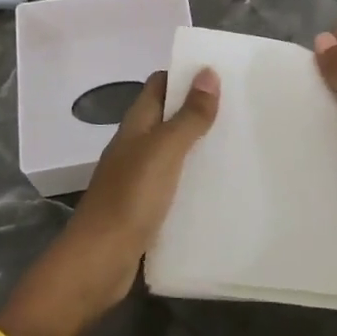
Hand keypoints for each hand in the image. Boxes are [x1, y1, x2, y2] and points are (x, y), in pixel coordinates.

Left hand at [0, 68, 218, 335]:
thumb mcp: (164, 151)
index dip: (185, 74)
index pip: (159, 84)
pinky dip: (194, 179)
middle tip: (240, 108)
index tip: (221, 73)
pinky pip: (174, 183)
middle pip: (167, 116)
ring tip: (238, 143)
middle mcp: (135, 145)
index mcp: (135, 125)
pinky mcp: (145, 208)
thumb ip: (188, 116)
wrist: (97, 263)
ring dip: (198, 144)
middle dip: (198, 109)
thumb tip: (208, 72)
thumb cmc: (129, 198)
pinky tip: (219, 186)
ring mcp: (138, 178)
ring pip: (172, 150)